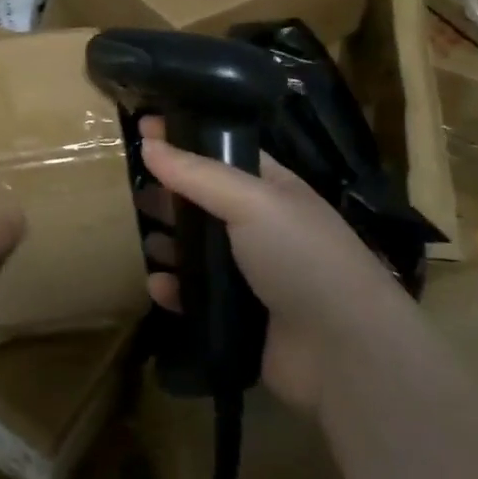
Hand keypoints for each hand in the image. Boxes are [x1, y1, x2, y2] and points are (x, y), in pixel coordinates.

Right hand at [138, 117, 409, 412]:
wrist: (344, 352)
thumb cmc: (302, 257)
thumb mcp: (252, 201)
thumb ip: (197, 173)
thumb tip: (148, 141)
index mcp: (272, 189)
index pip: (221, 152)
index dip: (184, 138)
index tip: (143, 126)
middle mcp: (261, 227)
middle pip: (204, 202)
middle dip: (170, 194)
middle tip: (134, 190)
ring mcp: (251, 274)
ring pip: (197, 250)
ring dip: (169, 243)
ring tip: (144, 238)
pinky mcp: (239, 317)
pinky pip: (196, 297)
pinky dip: (176, 290)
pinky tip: (158, 286)